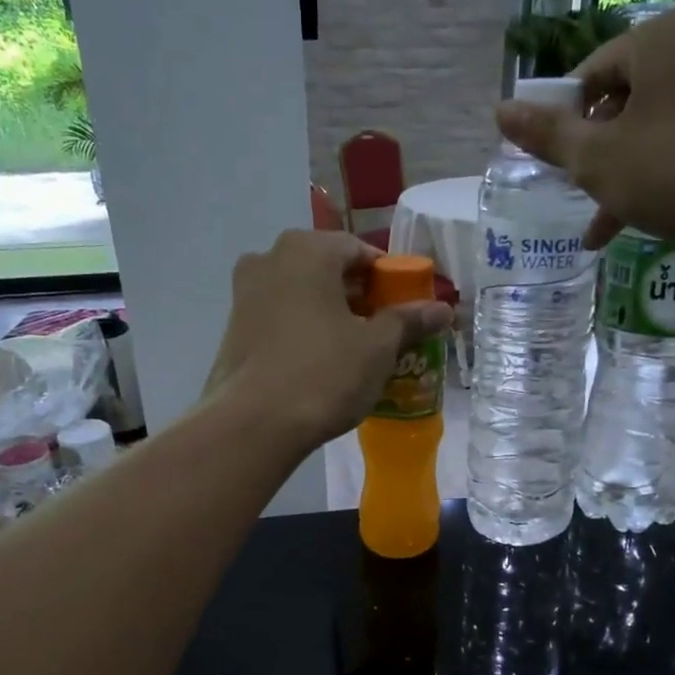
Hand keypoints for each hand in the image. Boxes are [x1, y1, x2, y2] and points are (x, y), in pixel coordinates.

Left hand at [203, 231, 452, 452]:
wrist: (253, 425)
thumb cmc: (323, 374)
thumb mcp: (377, 348)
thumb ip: (408, 321)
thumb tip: (442, 309)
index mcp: (306, 250)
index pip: (359, 251)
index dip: (388, 279)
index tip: (405, 308)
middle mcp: (269, 259)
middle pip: (327, 270)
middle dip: (358, 297)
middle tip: (383, 331)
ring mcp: (244, 294)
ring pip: (301, 294)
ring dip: (329, 314)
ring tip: (354, 350)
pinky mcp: (233, 329)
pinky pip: (279, 318)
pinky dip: (303, 331)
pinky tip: (319, 364)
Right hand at [494, 10, 674, 267]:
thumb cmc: (671, 171)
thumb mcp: (595, 158)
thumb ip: (547, 135)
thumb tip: (500, 110)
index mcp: (656, 41)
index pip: (589, 75)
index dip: (564, 123)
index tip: (557, 165)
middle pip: (620, 103)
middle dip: (593, 155)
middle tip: (577, 194)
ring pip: (649, 130)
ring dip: (619, 176)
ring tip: (598, 226)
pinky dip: (654, 177)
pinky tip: (633, 224)